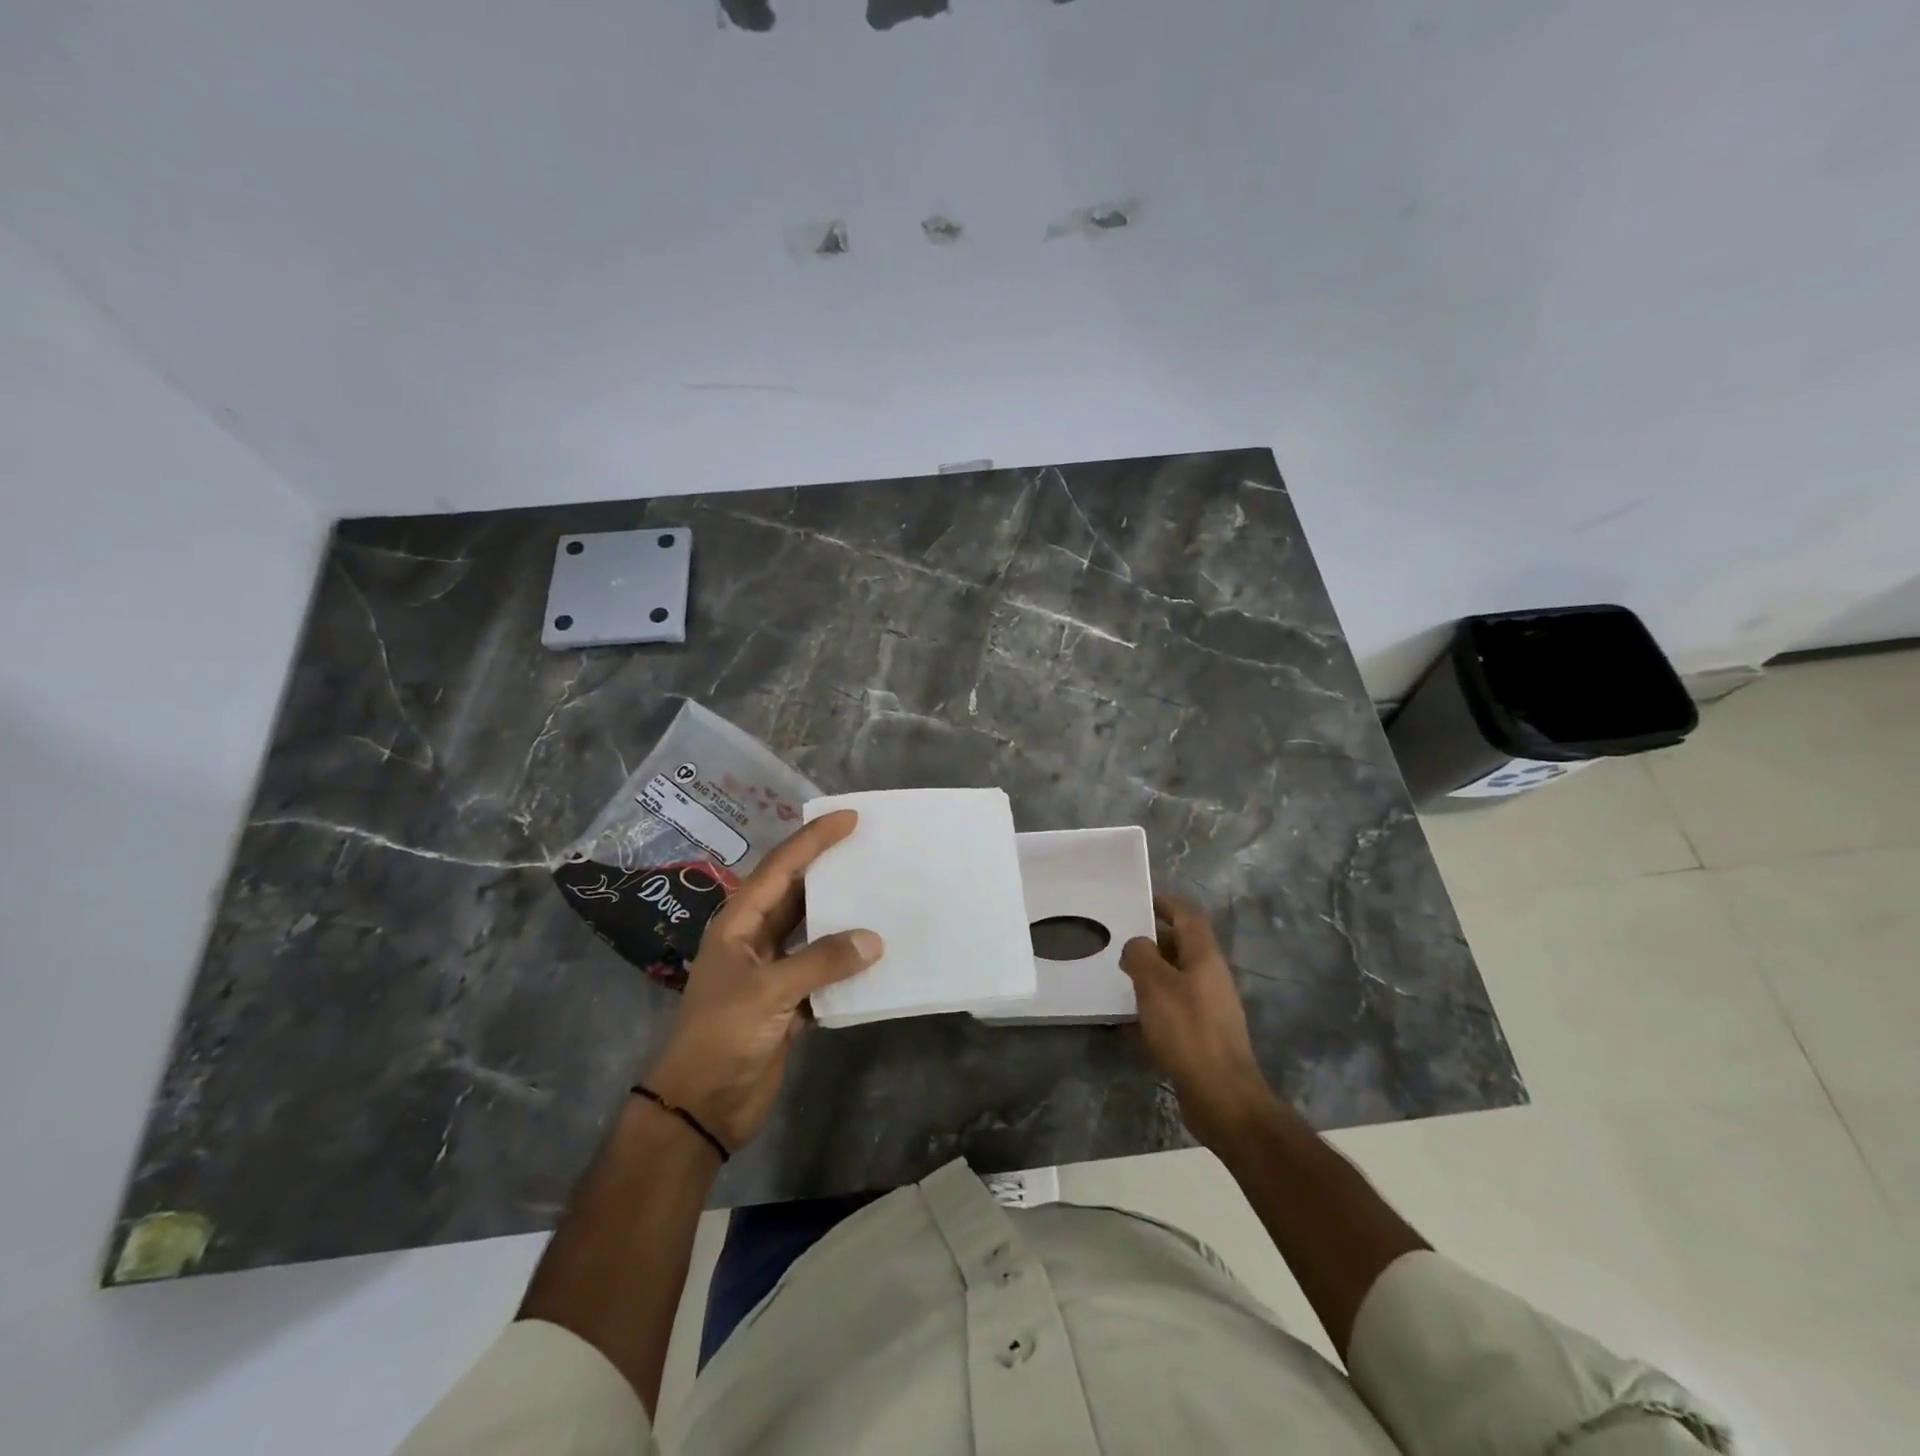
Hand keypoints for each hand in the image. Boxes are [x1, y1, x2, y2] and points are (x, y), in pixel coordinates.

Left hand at [644, 810, 880, 1150]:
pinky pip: (823, 971)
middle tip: (869, 848)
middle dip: (829, 870)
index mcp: (738, 924)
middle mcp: (754, 940)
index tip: (848, 818)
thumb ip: (822, 961)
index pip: (780, 869)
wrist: (701, 1107)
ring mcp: (771, 972)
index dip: (813, 841)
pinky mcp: (787, 1004)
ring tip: (879, 893)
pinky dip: (846, 964)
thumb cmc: (722, 1036)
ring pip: (812, 932)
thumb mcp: (769, 991)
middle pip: (796, 894)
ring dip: (841, 917)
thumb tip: (874, 939)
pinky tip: (875, 955)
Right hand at [1120, 895, 1276, 1151]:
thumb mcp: (1155, 984)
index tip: (1139, 900)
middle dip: (1153, 939)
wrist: (1222, 1096)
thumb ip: (1141, 955)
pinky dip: (1156, 1003)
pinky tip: (1133, 1017)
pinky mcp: (1204, 1034)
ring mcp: (1211, 1007)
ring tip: (1122, 976)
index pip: (1187, 916)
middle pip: (1183, 945)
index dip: (1165, 903)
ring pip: (1178, 977)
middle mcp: (1212, 977)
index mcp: (1205, 957)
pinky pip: (1176, 1006)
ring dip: (1153, 972)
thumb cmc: (1187, 1031)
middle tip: (1120, 940)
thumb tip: (1137, 945)